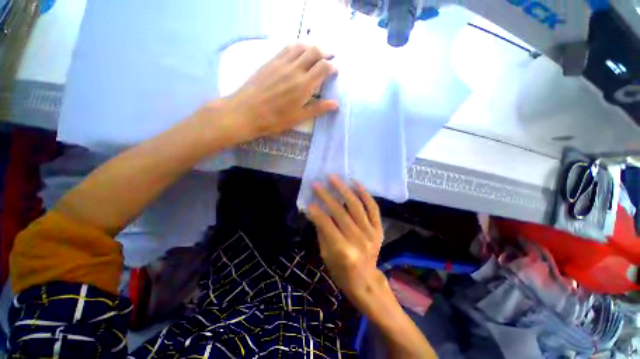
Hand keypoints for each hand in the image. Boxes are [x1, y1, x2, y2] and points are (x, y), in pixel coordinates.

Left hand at [219, 44, 338, 142]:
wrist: (247, 112)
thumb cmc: (275, 119)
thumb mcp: (299, 117)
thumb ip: (318, 108)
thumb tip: (336, 104)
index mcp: (304, 85)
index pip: (323, 67)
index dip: (332, 66)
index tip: (335, 69)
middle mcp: (295, 69)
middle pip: (314, 52)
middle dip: (324, 53)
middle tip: (328, 58)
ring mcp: (281, 63)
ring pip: (300, 47)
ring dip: (311, 47)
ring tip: (315, 53)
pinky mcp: (271, 61)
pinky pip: (287, 48)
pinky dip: (297, 47)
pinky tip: (298, 52)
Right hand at [306, 175, 386, 303]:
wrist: (366, 281)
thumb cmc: (341, 272)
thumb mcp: (326, 255)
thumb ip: (322, 231)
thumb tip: (315, 211)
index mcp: (343, 251)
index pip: (327, 225)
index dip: (316, 212)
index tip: (309, 202)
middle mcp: (359, 240)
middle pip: (340, 212)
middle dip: (326, 196)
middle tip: (317, 184)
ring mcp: (371, 233)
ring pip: (356, 206)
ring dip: (344, 189)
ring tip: (334, 178)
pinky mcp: (379, 229)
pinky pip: (373, 208)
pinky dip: (364, 194)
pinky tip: (355, 183)